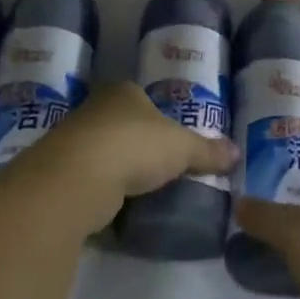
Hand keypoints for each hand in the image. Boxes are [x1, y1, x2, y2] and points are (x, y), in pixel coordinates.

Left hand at [18, 82, 239, 234]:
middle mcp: (96, 108)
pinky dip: (104, 191)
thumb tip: (237, 153)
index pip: (146, 100)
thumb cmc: (134, 146)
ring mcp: (75, 139)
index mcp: (125, 92)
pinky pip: (91, 179)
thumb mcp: (182, 147)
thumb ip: (207, 151)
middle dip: (140, 145)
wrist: (76, 178)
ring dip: (120, 169)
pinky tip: (117, 206)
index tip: (175, 142)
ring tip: (143, 191)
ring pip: (106, 152)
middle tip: (163, 169)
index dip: (162, 119)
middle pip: (124, 124)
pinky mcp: (62, 172)